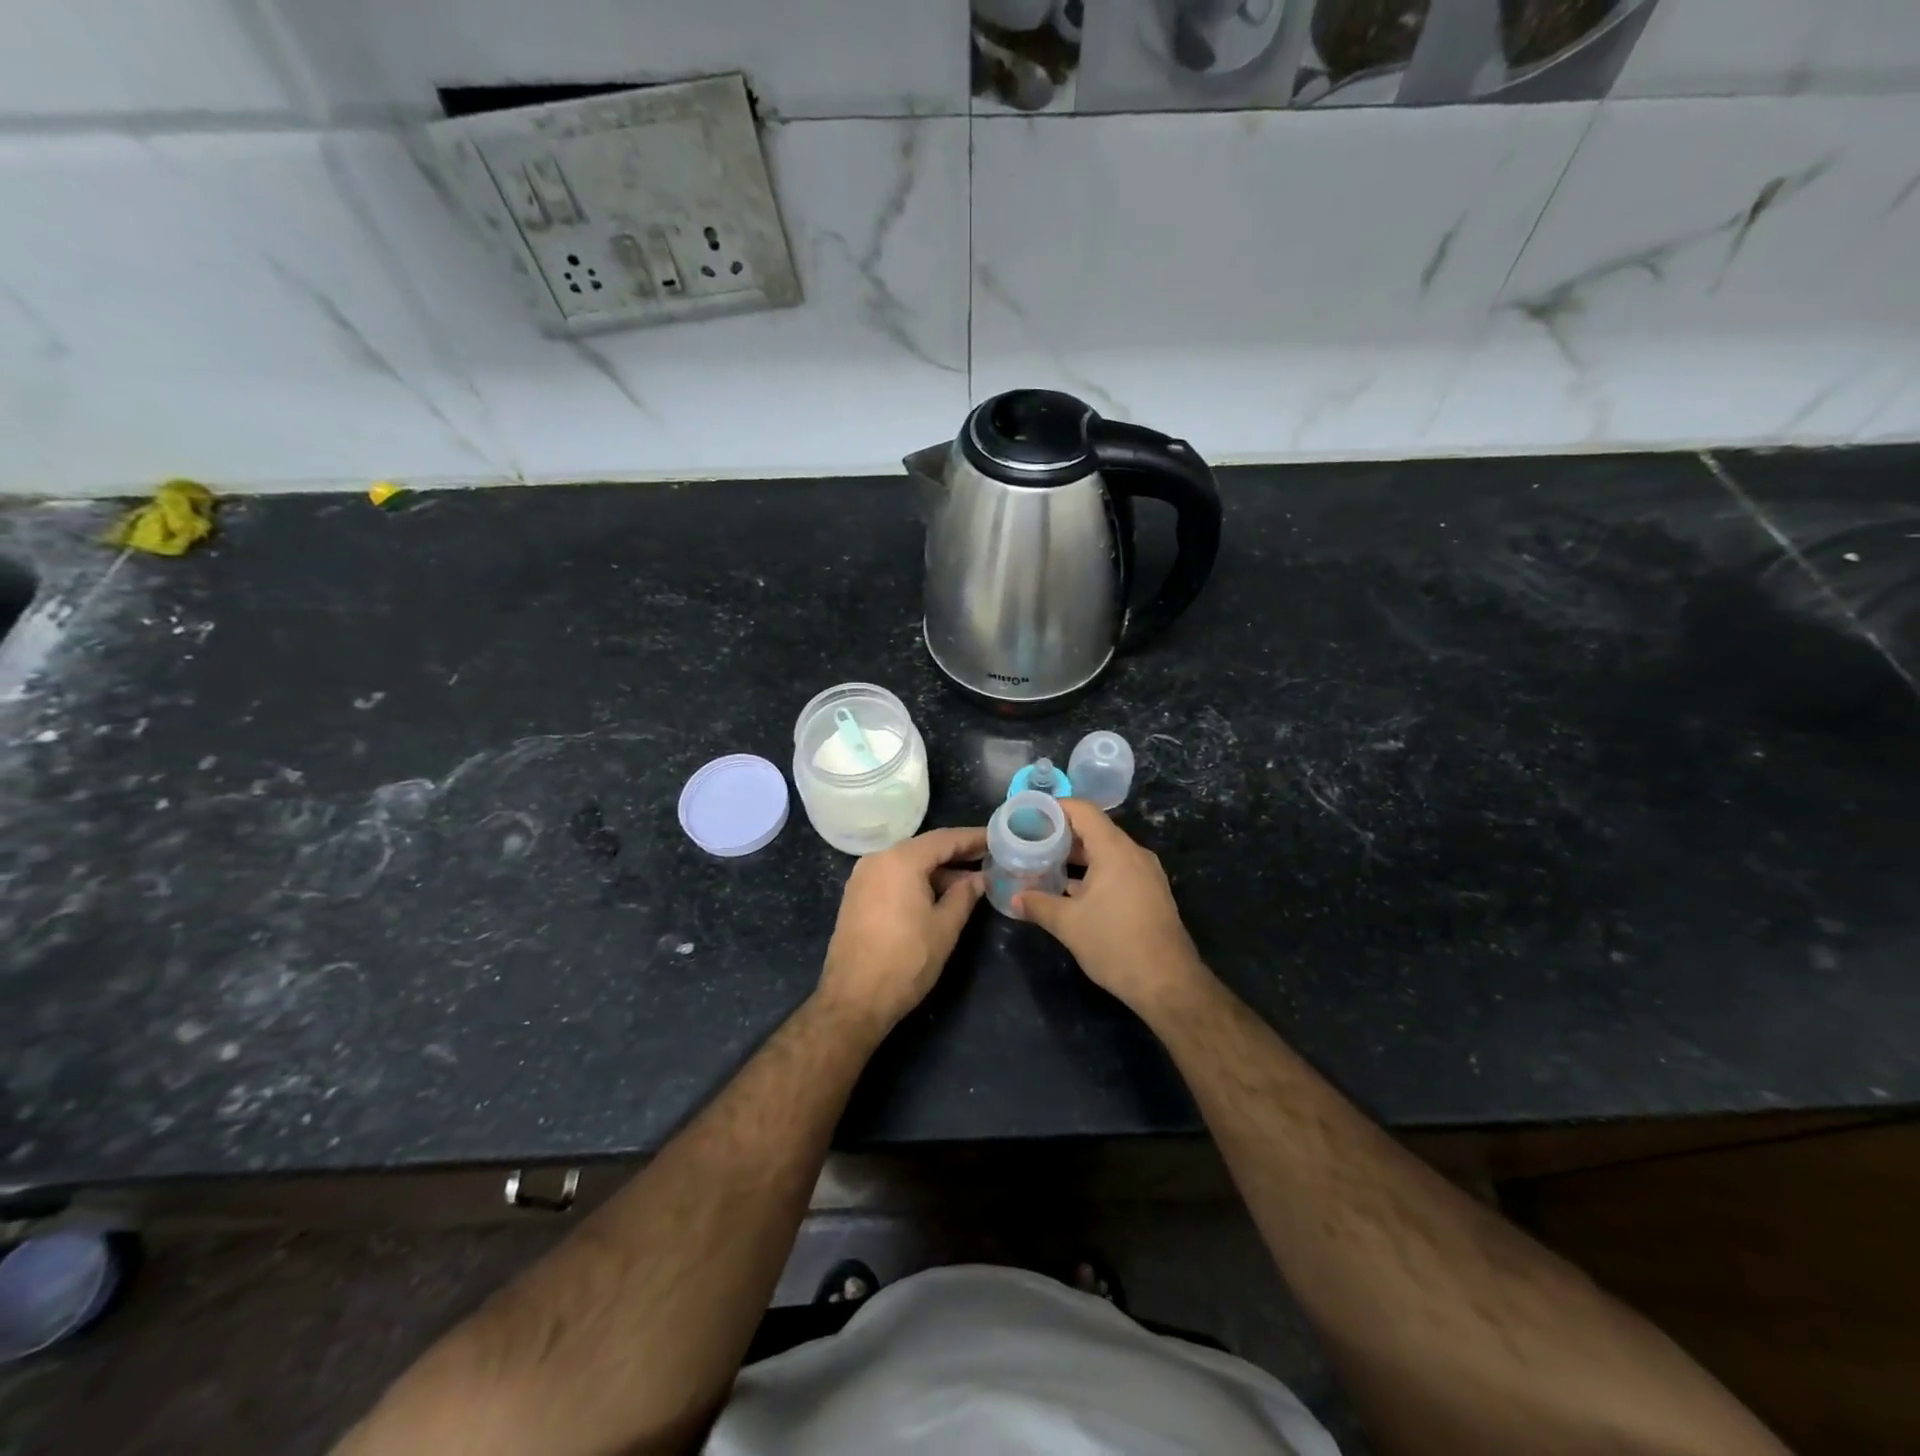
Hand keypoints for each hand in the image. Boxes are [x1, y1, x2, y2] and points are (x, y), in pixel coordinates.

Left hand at [817, 826, 986, 1033]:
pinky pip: (893, 877)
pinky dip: (917, 881)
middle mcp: (877, 859)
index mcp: (900, 860)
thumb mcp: (945, 927)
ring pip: (908, 863)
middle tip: (988, 859)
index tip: (997, 839)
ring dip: (938, 871)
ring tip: (970, 882)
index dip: (973, 838)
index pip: (944, 839)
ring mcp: (863, 877)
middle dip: (957, 854)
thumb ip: (965, 896)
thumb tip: (979, 879)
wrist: (854, 999)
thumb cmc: (906, 961)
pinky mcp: (857, 896)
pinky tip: (939, 895)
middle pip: (924, 848)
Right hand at [1017, 800, 1205, 1014]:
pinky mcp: (1150, 893)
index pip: (1083, 811)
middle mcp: (1133, 854)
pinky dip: (1092, 873)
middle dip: (1060, 836)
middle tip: (1030, 843)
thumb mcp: (1068, 924)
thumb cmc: (1115, 944)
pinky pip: (1117, 870)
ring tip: (1044, 866)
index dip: (1054, 808)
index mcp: (1115, 850)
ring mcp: (1145, 874)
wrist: (1168, 983)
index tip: (1029, 816)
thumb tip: (1015, 898)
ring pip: (1105, 853)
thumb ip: (1038, 905)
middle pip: (1094, 831)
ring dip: (1076, 858)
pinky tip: (1070, 891)